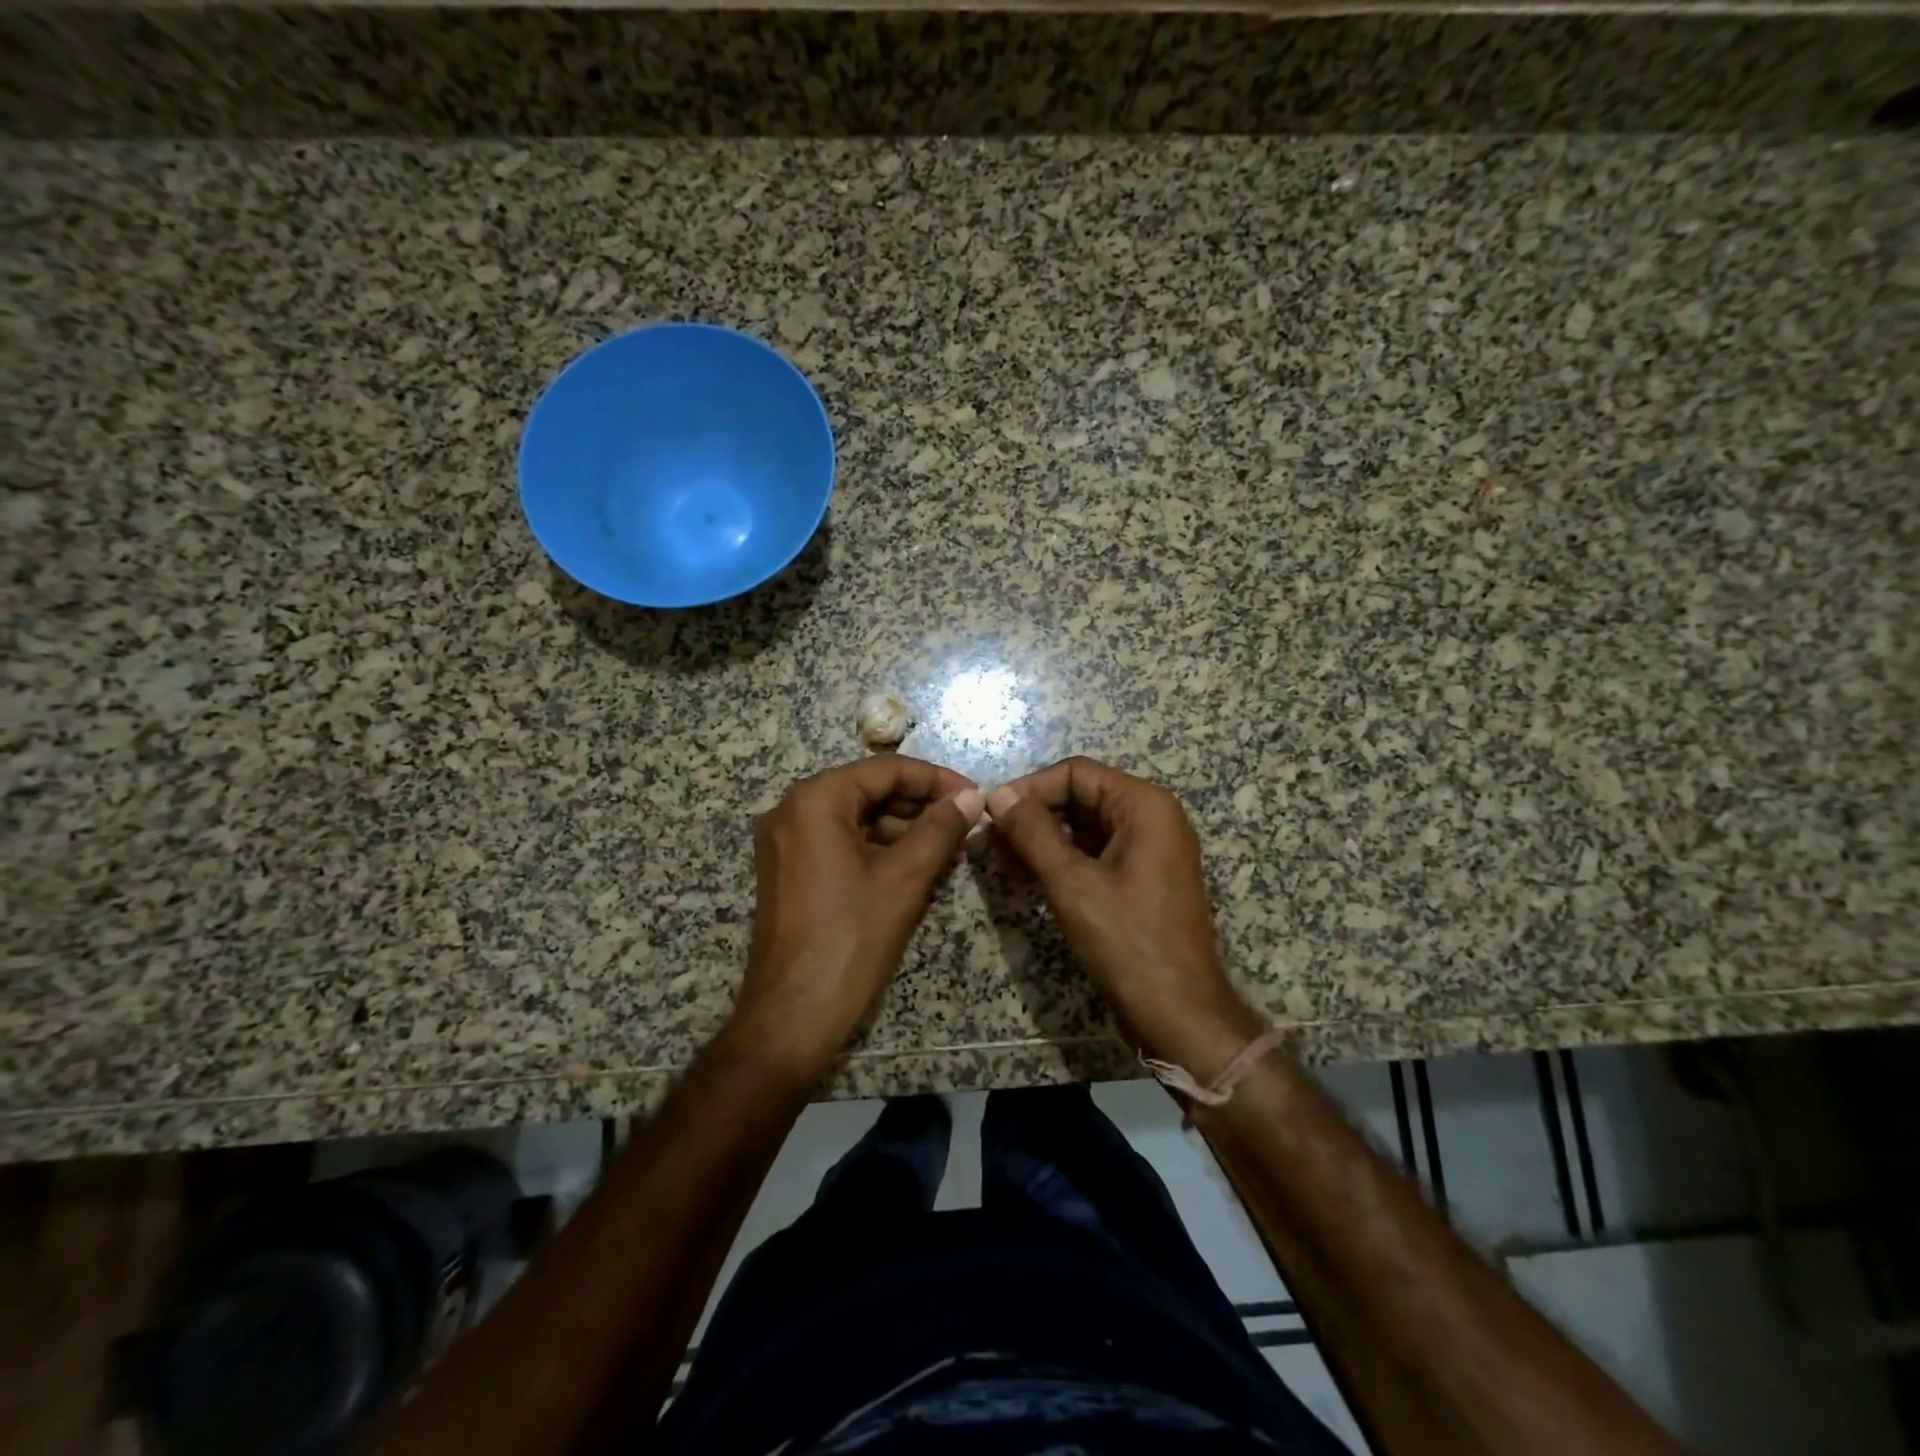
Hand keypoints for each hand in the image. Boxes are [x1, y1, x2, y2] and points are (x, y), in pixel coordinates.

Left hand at [733, 756, 985, 1077]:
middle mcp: (792, 811)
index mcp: (815, 801)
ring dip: (903, 829)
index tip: (975, 796)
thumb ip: (940, 829)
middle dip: (920, 805)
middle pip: (869, 791)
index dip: (936, 780)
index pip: (886, 770)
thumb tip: (972, 798)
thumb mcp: (904, 879)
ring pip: (857, 818)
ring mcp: (786, 843)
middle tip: (966, 824)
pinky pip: (841, 843)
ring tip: (949, 848)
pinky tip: (916, 867)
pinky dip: (879, 849)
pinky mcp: (790, 871)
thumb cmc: (850, 939)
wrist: (792, 1016)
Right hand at [987, 757, 1263, 1079]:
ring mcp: (1149, 850)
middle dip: (1035, 814)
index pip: (1077, 773)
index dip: (1031, 787)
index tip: (991, 813)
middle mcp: (1151, 818)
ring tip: (1002, 858)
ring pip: (1084, 826)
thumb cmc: (1128, 943)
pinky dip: (1062, 859)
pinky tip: (1028, 876)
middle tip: (992, 839)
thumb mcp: (1073, 884)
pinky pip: (1095, 853)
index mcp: (1145, 806)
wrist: (1179, 1015)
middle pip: (1081, 796)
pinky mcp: (1141, 879)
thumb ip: (1033, 833)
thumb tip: (998, 795)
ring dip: (1043, 838)